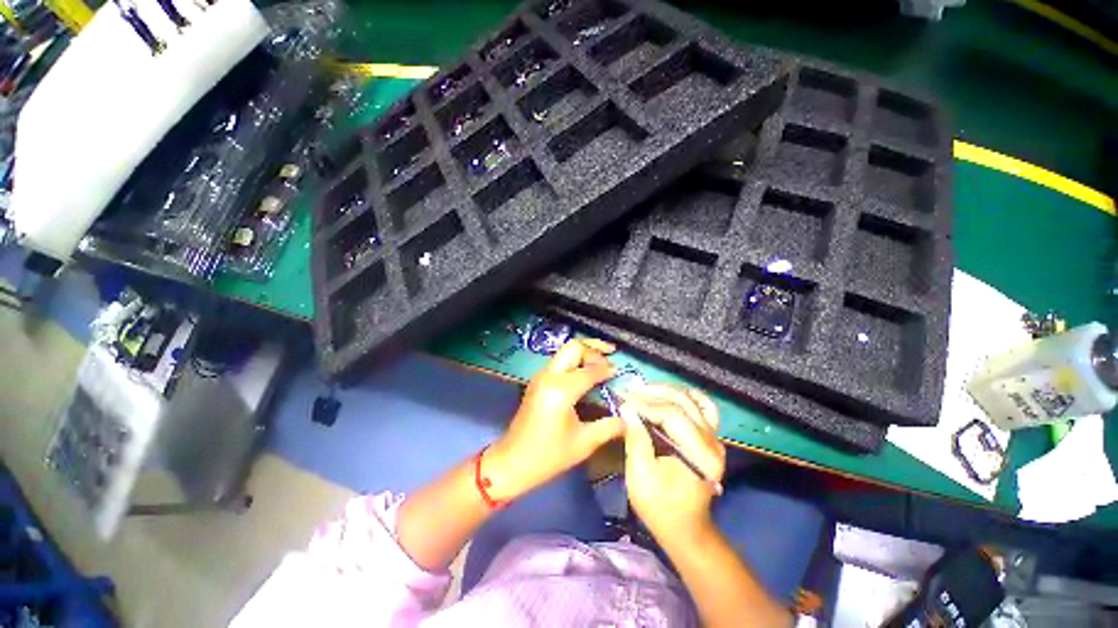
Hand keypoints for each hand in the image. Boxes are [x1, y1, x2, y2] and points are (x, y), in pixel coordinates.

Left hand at [486, 339, 621, 500]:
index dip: (607, 369)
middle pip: (573, 347)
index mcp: (561, 390)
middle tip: (611, 355)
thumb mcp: (583, 443)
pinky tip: (585, 374)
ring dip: (584, 353)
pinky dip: (574, 361)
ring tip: (602, 363)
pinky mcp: (538, 382)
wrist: (512, 462)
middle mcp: (549, 377)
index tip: (620, 372)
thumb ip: (609, 427)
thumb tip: (629, 419)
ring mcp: (541, 377)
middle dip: (594, 347)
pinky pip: (559, 362)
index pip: (590, 370)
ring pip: (564, 352)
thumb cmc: (548, 456)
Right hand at [620, 384, 725, 537]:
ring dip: (665, 391)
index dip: (644, 404)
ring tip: (642, 390)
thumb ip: (636, 439)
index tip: (622, 399)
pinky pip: (703, 407)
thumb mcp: (640, 476)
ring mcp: (715, 438)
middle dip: (652, 393)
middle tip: (628, 391)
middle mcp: (712, 442)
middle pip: (682, 402)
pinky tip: (669, 394)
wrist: (685, 527)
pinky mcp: (711, 437)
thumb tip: (626, 408)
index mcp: (699, 455)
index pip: (671, 415)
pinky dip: (686, 396)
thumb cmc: (660, 506)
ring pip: (692, 400)